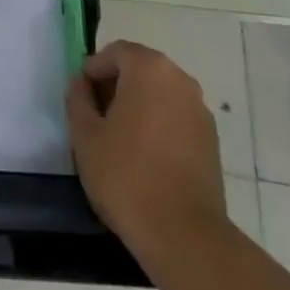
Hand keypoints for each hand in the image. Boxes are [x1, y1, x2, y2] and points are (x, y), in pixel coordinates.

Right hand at [67, 39, 229, 259]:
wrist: (184, 236)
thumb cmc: (126, 175)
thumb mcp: (84, 134)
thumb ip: (77, 98)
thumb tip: (81, 84)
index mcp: (149, 68)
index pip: (115, 53)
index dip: (93, 71)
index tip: (81, 99)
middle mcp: (180, 80)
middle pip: (139, 70)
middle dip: (115, 87)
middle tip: (96, 118)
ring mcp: (200, 111)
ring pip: (159, 95)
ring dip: (138, 107)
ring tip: (119, 141)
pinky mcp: (212, 142)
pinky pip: (176, 119)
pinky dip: (158, 126)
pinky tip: (145, 158)